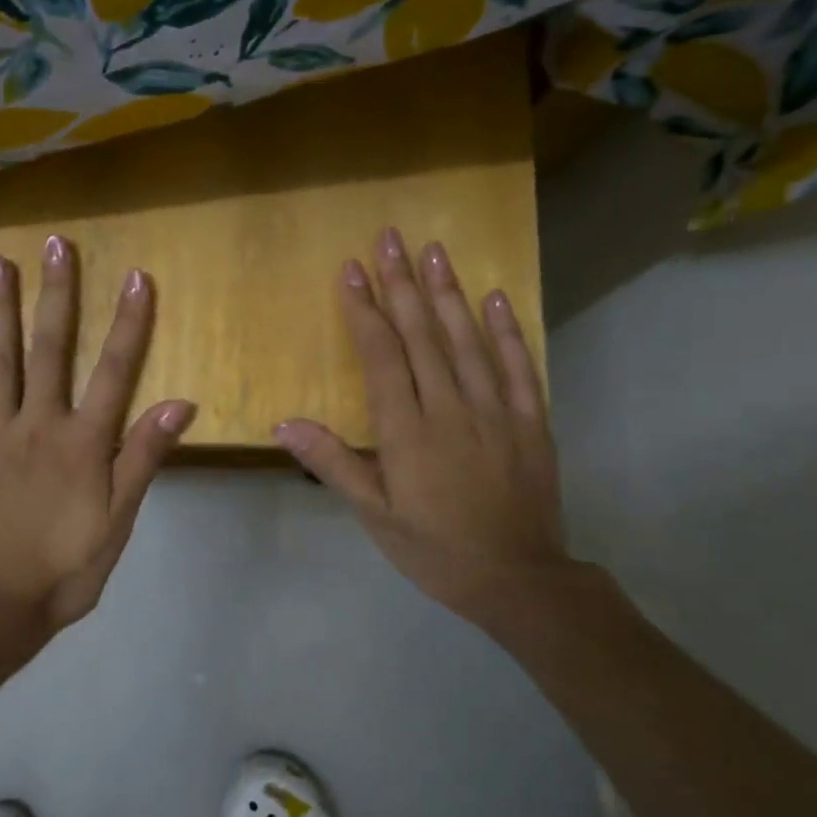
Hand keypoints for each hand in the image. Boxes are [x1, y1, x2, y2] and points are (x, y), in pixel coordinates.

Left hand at [0, 235, 194, 661]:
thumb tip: (178, 403)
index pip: (114, 370)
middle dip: (56, 294)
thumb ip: (143, 457)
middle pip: (50, 349)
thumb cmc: (68, 565)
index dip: (128, 323)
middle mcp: (38, 424)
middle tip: (56, 245)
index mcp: (83, 441)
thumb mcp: (119, 519)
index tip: (136, 277)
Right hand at [273, 227, 571, 641]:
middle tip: (391, 237)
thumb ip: (333, 463)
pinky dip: (507, 330)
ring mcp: (496, 410)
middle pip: (422, 334)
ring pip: (468, 340)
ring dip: (449, 292)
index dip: (365, 310)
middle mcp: (450, 408)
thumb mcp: (374, 515)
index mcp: (407, 430)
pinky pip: (520, 366)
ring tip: (434, 249)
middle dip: (403, 283)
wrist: (518, 580)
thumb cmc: (435, 548)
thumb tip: (285, 423)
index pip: (381, 355)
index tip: (352, 269)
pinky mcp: (531, 421)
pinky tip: (496, 297)